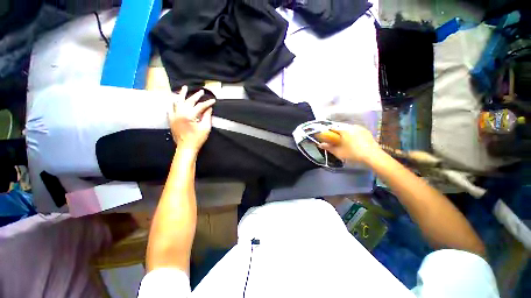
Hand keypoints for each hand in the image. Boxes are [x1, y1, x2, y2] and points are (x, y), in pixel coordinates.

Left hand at [168, 86, 215, 150]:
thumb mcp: (205, 128)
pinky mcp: (171, 119)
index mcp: (189, 115)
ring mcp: (174, 116)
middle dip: (196, 96)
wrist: (186, 147)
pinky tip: (174, 100)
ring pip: (177, 102)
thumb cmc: (197, 139)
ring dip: (182, 95)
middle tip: (201, 92)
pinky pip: (170, 108)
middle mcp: (180, 113)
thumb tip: (209, 108)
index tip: (213, 101)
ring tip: (184, 88)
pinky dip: (173, 103)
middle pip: (189, 101)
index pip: (200, 106)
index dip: (207, 103)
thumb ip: (207, 116)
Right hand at [319, 125, 382, 163]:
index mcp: (343, 130)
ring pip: (348, 128)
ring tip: (345, 142)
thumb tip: (320, 145)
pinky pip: (355, 130)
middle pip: (340, 127)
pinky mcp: (366, 131)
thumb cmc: (353, 154)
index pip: (332, 127)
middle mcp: (351, 126)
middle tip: (335, 141)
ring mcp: (360, 128)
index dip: (327, 132)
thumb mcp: (338, 152)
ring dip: (344, 133)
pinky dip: (352, 134)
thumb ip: (328, 147)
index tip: (326, 137)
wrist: (373, 156)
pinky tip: (353, 142)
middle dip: (336, 133)